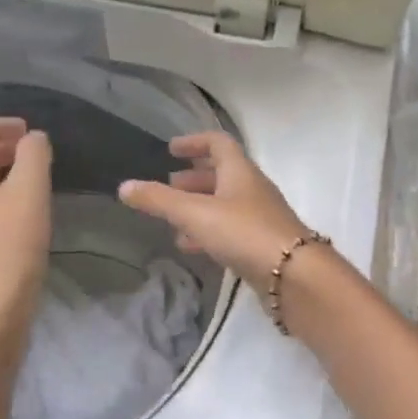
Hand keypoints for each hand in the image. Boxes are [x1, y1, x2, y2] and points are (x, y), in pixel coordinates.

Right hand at [117, 132, 310, 291]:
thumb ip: (159, 201)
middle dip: (193, 179)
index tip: (171, 149)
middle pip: (222, 175)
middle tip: (168, 187)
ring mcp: (260, 218)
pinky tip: (191, 247)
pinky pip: (230, 230)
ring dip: (199, 208)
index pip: (218, 143)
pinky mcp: (261, 245)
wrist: (293, 275)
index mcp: (240, 171)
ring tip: (172, 222)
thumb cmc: (243, 232)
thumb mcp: (195, 213)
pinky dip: (208, 233)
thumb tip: (124, 187)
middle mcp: (252, 189)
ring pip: (224, 205)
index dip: (194, 142)